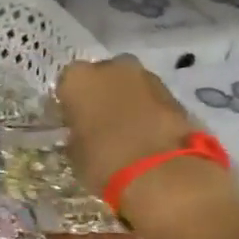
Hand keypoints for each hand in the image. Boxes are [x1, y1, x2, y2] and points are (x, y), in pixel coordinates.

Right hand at [56, 56, 238, 233]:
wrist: (159, 171)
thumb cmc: (103, 161)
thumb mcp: (74, 152)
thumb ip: (75, 133)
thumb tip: (81, 131)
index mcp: (78, 79)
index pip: (66, 84)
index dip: (68, 102)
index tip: (69, 120)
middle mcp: (111, 67)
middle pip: (100, 76)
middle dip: (98, 95)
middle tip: (96, 122)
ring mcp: (145, 75)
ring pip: (127, 84)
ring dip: (123, 100)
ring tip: (121, 130)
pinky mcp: (172, 91)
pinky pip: (149, 97)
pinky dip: (144, 109)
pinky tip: (142, 133)